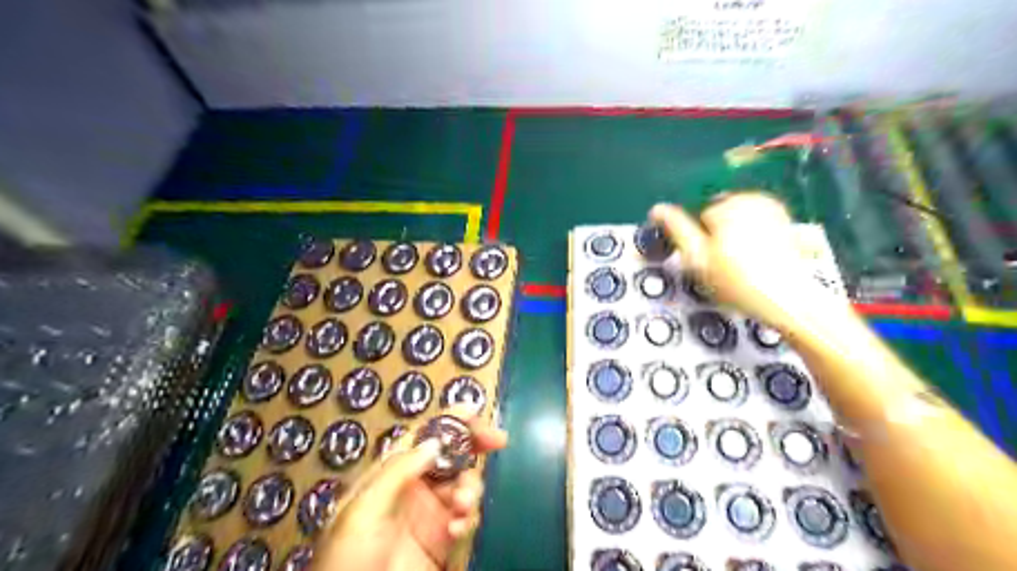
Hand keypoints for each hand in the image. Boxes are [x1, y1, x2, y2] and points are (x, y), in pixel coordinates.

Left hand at [309, 411, 507, 569]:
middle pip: (451, 454)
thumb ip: (397, 471)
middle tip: (497, 440)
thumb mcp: (363, 510)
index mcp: (390, 472)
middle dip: (475, 444)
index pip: (424, 436)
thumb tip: (434, 441)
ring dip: (470, 488)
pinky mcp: (443, 541)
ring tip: (462, 506)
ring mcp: (430, 514)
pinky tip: (458, 529)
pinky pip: (466, 517)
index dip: (450, 420)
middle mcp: (414, 487)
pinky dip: (469, 517)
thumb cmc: (348, 558)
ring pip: (463, 484)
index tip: (475, 412)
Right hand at [647, 195, 846, 331]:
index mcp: (729, 204)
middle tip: (721, 268)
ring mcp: (772, 210)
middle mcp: (752, 199)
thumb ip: (676, 229)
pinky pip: (754, 226)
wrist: (788, 301)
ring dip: (731, 240)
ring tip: (738, 268)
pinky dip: (750, 240)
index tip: (707, 263)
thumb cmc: (739, 281)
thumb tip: (656, 209)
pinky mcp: (784, 223)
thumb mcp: (698, 258)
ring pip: (735, 221)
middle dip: (715, 237)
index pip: (697, 217)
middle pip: (717, 216)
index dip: (697, 242)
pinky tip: (754, 262)